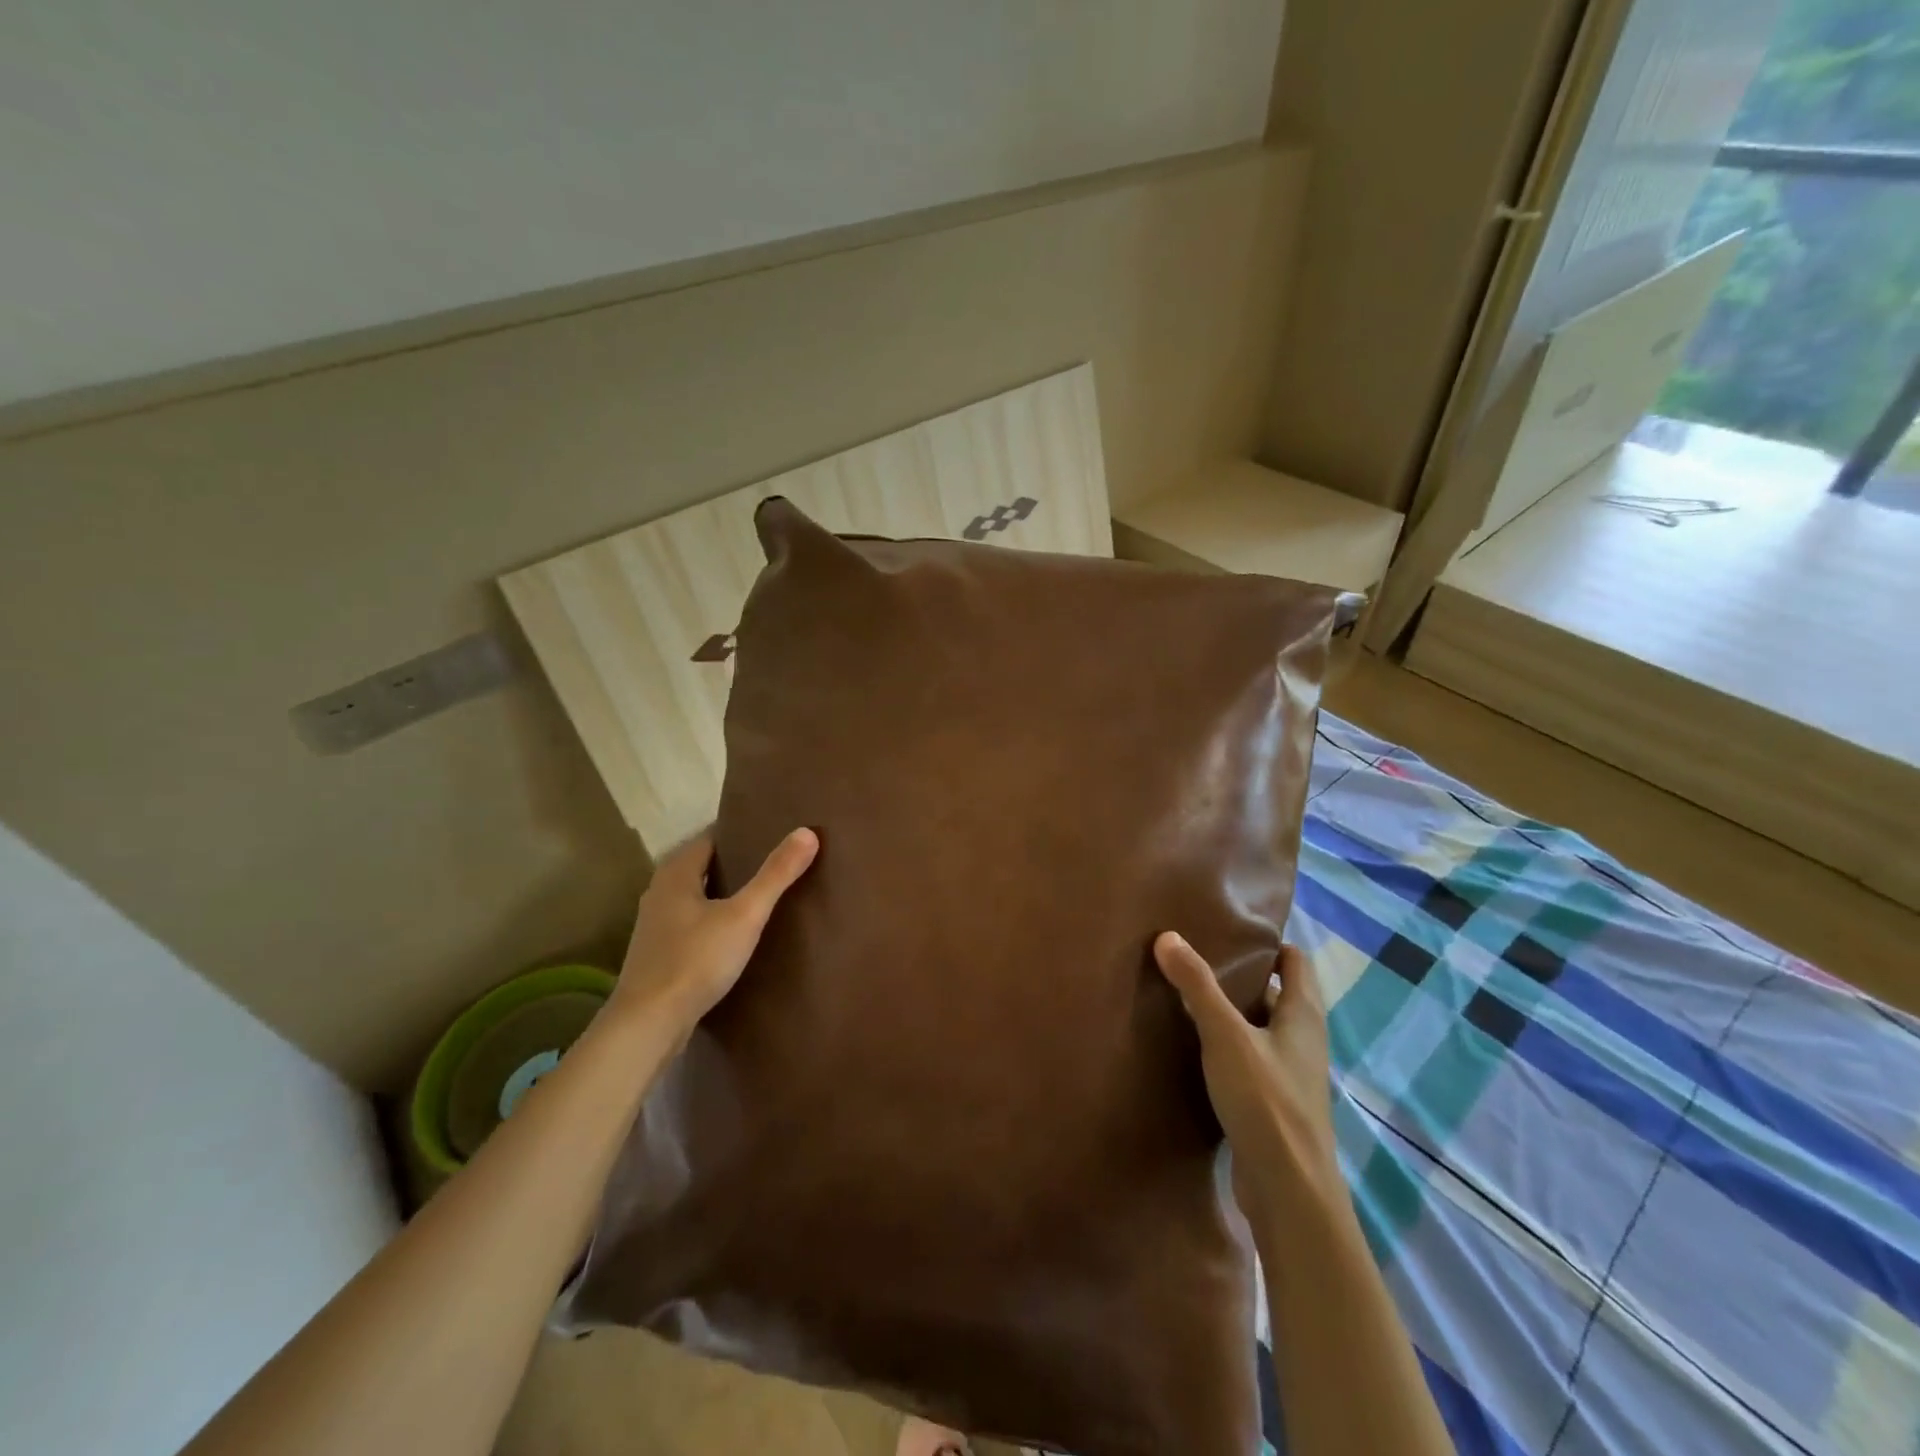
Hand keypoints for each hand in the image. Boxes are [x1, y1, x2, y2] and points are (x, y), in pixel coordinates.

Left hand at [610, 828, 819, 1041]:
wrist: (648, 1025)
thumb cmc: (695, 960)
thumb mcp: (744, 915)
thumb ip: (775, 875)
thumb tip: (807, 832)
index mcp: (675, 874)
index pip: (709, 838)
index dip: (739, 832)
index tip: (771, 831)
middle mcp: (659, 893)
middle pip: (701, 866)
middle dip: (734, 862)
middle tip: (773, 861)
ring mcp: (655, 927)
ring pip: (694, 897)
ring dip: (722, 893)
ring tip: (760, 895)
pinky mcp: (658, 956)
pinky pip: (690, 924)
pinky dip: (712, 920)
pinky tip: (734, 934)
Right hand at [1154, 934, 1343, 1224]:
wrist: (1289, 1192)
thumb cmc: (1266, 1102)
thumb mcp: (1225, 1035)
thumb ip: (1197, 985)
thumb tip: (1167, 936)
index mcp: (1303, 1015)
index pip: (1296, 961)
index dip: (1269, 941)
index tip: (1230, 929)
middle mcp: (1303, 1039)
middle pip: (1276, 992)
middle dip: (1242, 974)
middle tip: (1196, 955)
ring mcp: (1290, 1074)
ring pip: (1261, 1027)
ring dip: (1232, 1011)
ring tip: (1187, 993)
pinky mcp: (1274, 1103)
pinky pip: (1251, 1058)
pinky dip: (1228, 1044)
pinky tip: (1194, 1044)